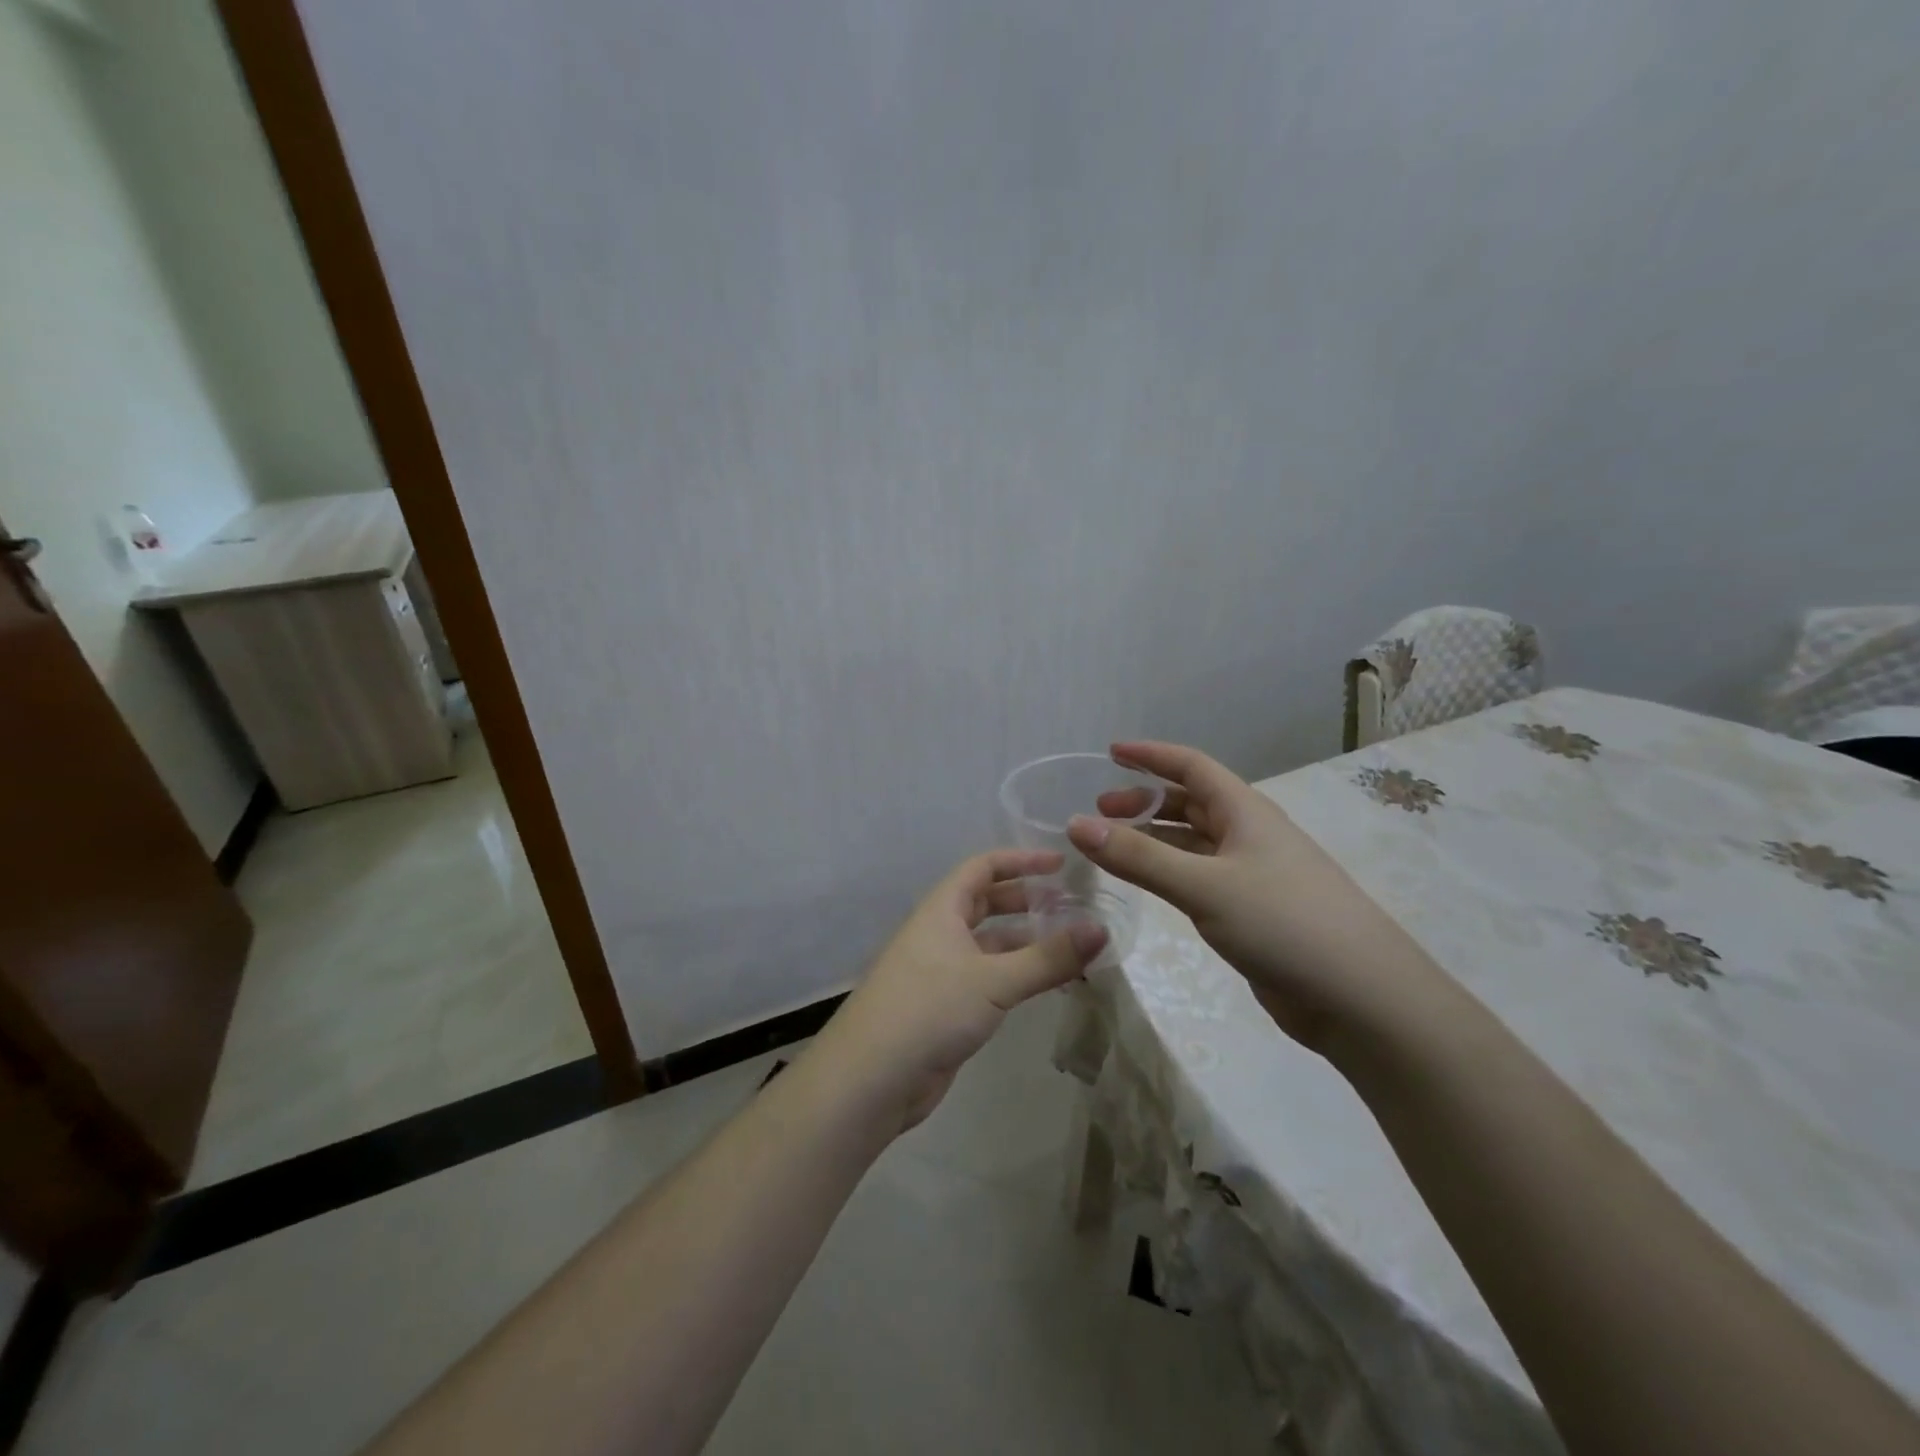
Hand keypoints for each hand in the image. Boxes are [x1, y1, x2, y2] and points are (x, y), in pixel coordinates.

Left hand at [810, 850, 1107, 1133]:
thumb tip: (1101, 929)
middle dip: (1028, 901)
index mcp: (942, 910)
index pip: (983, 867)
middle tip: (1073, 907)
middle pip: (987, 903)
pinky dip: (1018, 975)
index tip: (1061, 864)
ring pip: (991, 945)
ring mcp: (941, 971)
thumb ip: (1048, 958)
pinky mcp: (946, 1007)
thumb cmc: (929, 1010)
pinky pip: (989, 978)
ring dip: (1028, 943)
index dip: (1021, 861)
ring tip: (1073, 948)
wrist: (871, 1079)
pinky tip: (1048, 986)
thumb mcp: (993, 980)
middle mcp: (940, 933)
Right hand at [1069, 741, 1450, 1052]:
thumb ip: (1139, 857)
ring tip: (1112, 849)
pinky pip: (1200, 879)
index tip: (1109, 753)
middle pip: (1190, 803)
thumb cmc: (1284, 923)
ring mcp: (1253, 876)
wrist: (1361, 999)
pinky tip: (1149, 887)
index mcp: (1245, 812)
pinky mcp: (1253, 914)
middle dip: (1144, 802)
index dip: (1151, 755)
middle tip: (1099, 814)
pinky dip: (1169, 874)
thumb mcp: (1204, 886)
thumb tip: (1076, 825)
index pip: (1191, 766)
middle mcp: (1249, 835)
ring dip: (1154, 840)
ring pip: (1193, 844)